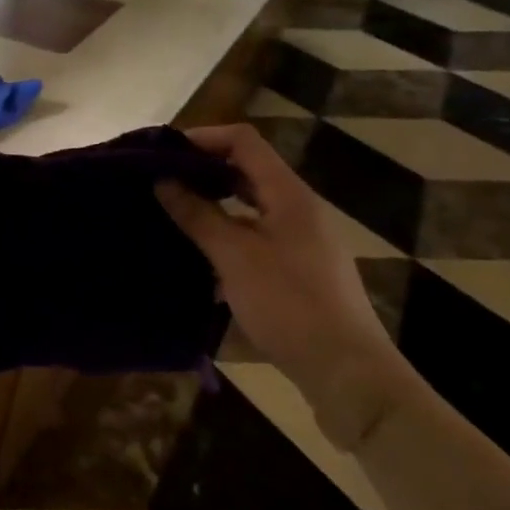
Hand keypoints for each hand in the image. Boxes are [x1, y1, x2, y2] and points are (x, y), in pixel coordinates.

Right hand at [156, 124, 407, 447]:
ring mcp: (303, 239)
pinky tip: (203, 258)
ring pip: (252, 206)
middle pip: (248, 171)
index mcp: (288, 194)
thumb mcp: (234, 256)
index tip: (164, 152)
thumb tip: (163, 180)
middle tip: (162, 183)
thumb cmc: (289, 304)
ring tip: (175, 216)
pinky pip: (258, 236)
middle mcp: (299, 208)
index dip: (203, 138)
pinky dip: (229, 236)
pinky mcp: (301, 269)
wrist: (346, 371)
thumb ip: (198, 215)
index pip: (244, 141)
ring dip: (215, 205)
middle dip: (204, 171)